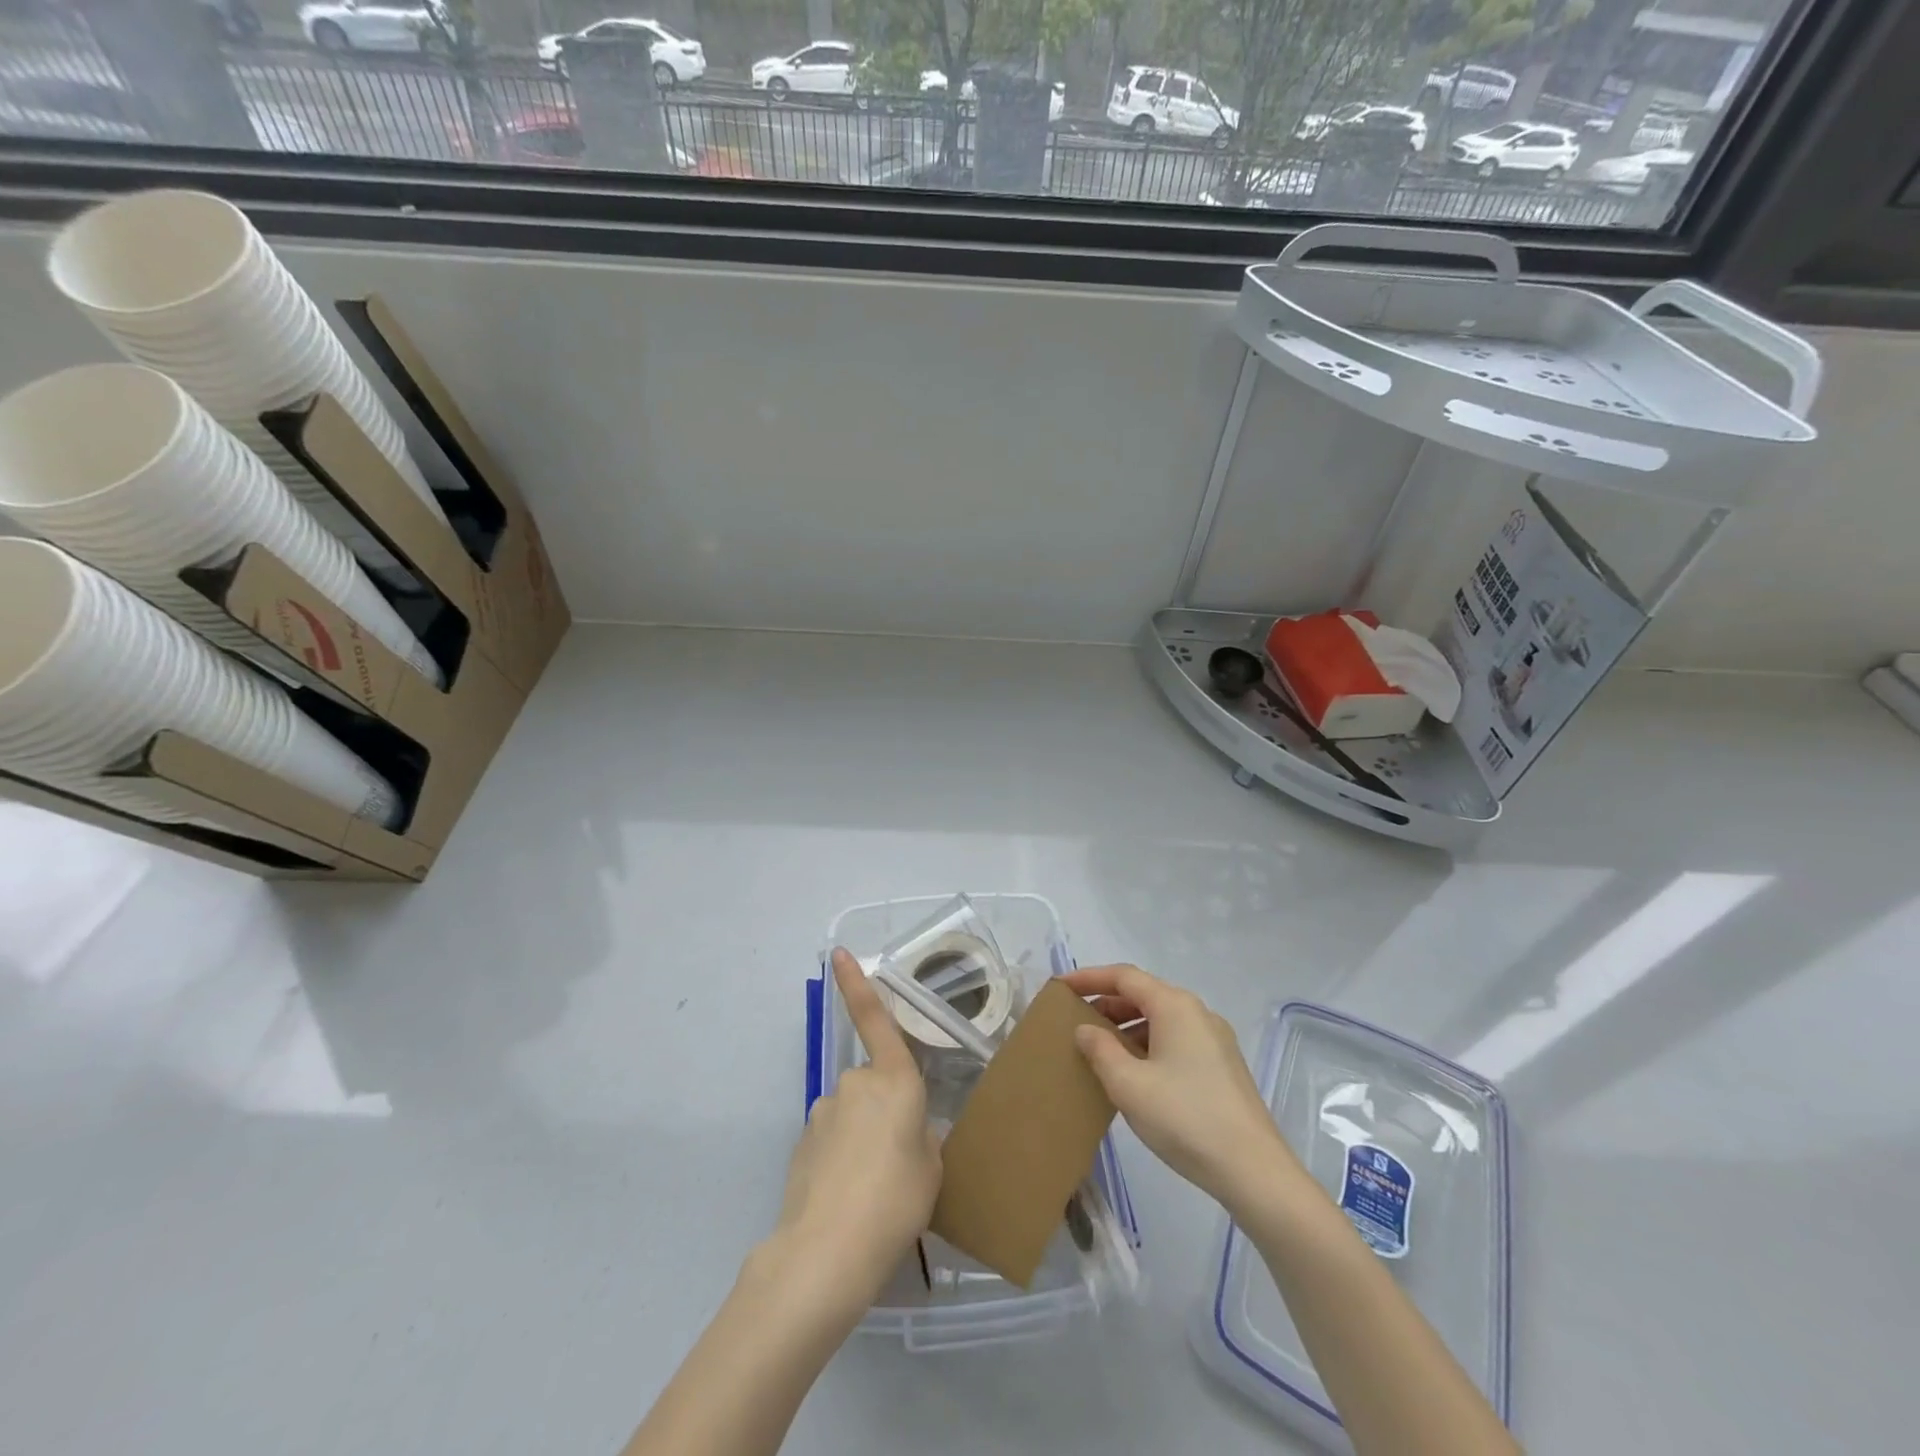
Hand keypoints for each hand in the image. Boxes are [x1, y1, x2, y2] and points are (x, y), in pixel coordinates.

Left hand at [765, 948, 941, 1310]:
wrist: (826, 1252)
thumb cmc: (895, 1201)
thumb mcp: (932, 1169)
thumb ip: (923, 1139)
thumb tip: (908, 1134)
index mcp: (894, 1081)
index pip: (875, 1019)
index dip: (856, 984)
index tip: (838, 953)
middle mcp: (854, 1085)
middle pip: (874, 1087)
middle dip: (885, 1113)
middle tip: (900, 1165)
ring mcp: (822, 1113)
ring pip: (852, 1116)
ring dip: (862, 1140)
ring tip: (873, 1192)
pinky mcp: (802, 1144)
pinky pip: (832, 1141)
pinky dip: (841, 1161)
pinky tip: (848, 1200)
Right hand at [1065, 964, 1296, 1214]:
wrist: (1254, 1170)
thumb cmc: (1184, 1118)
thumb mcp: (1128, 1084)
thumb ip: (1100, 1050)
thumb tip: (1086, 1028)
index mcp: (1175, 1006)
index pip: (1124, 977)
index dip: (1089, 978)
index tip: (1060, 986)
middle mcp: (1197, 1013)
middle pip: (1144, 994)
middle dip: (1107, 1003)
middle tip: (1074, 1019)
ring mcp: (1214, 1039)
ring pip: (1160, 1019)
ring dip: (1126, 1026)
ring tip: (1098, 1048)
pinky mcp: (1222, 1066)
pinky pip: (1175, 1039)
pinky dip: (1147, 1043)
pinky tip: (1133, 1072)